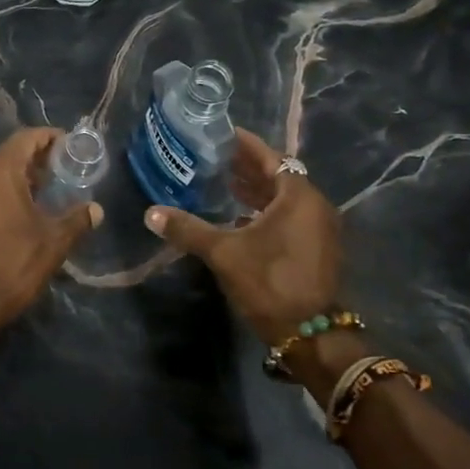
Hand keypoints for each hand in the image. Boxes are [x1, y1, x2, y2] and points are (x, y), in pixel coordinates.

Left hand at [0, 128, 102, 331]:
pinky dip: (0, 190)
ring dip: (17, 176)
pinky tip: (16, 211)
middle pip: (9, 153)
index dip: (49, 138)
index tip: (69, 146)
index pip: (26, 138)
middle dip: (35, 158)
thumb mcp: (53, 242)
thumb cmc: (13, 265)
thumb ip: (77, 220)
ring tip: (43, 193)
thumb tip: (96, 210)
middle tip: (61, 172)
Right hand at [143, 129, 347, 351]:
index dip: (246, 145)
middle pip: (279, 176)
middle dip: (247, 167)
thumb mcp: (224, 253)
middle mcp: (314, 206)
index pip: (271, 158)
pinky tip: (239, 217)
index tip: (223, 134)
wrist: (309, 333)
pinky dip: (265, 211)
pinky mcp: (316, 247)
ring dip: (256, 190)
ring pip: (284, 198)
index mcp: (298, 196)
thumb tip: (151, 213)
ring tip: (223, 183)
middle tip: (215, 158)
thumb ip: (188, 229)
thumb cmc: (269, 282)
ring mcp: (318, 228)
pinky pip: (289, 216)